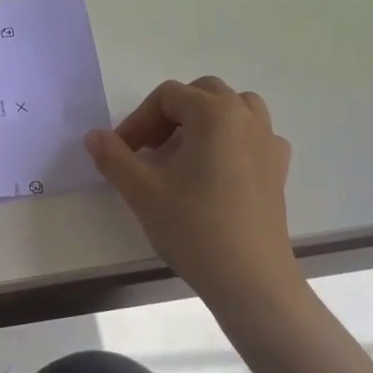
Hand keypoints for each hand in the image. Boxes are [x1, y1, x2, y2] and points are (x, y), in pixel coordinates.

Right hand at [85, 76, 292, 290]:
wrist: (250, 279)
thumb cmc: (194, 228)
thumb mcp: (142, 191)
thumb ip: (113, 157)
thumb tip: (94, 136)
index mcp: (214, 114)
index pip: (167, 96)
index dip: (139, 120)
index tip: (123, 152)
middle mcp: (246, 117)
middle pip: (202, 93)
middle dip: (170, 114)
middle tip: (149, 149)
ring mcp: (268, 142)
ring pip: (234, 107)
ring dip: (205, 119)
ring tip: (184, 152)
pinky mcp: (278, 169)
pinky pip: (254, 134)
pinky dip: (233, 138)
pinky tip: (217, 169)